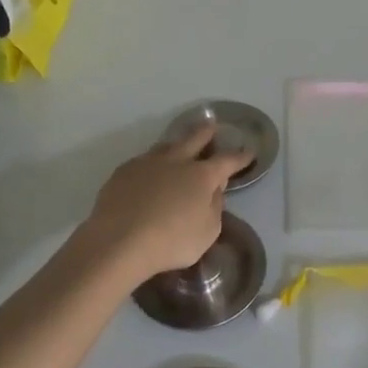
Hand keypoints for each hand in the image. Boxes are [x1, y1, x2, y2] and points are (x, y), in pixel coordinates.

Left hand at [80, 124, 248, 280]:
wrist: (119, 241)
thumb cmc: (172, 241)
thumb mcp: (208, 232)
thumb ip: (214, 207)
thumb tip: (214, 191)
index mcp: (202, 175)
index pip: (228, 161)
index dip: (240, 156)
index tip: (249, 151)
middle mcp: (177, 161)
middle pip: (195, 138)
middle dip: (207, 131)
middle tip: (213, 126)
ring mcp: (147, 162)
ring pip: (167, 146)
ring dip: (177, 145)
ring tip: (179, 147)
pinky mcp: (123, 171)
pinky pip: (143, 161)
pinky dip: (152, 164)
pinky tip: (148, 174)